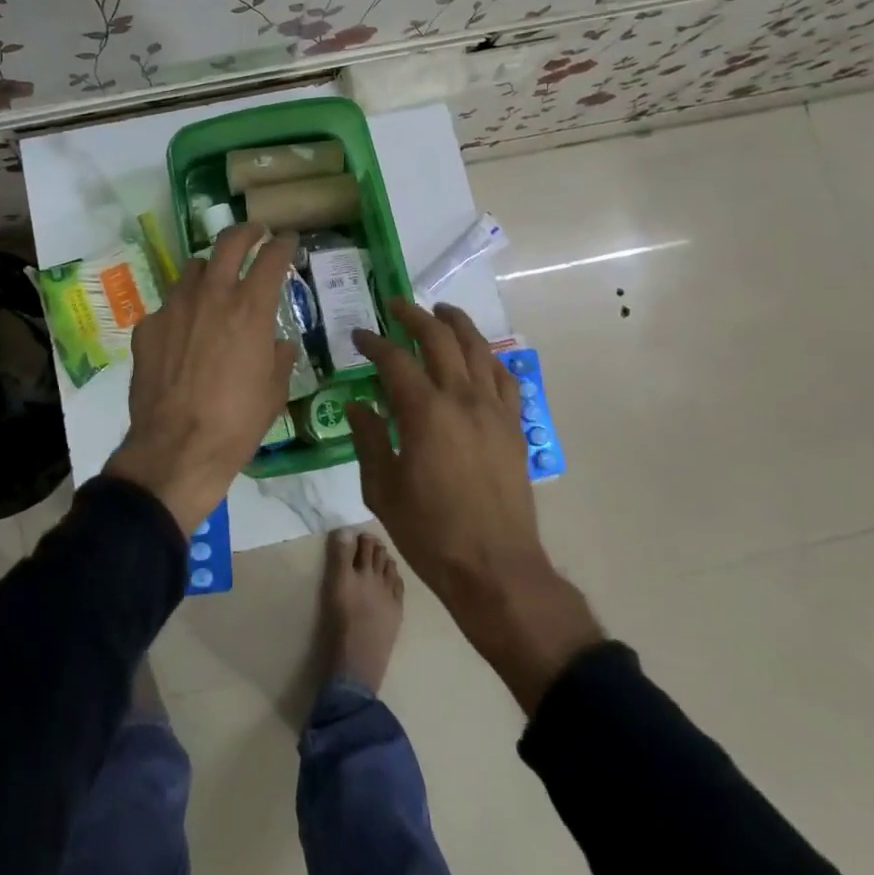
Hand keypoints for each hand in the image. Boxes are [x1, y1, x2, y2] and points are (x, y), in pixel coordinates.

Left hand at [106, 223, 297, 534]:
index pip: (272, 258)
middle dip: (247, 231)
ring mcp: (174, 308)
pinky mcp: (147, 327)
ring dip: (209, 270)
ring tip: (215, 285)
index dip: (284, 243)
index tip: (288, 239)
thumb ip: (279, 357)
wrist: (176, 450)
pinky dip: (182, 311)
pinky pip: (169, 306)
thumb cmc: (236, 423)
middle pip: (229, 242)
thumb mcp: (274, 391)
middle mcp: (211, 296)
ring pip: (193, 269)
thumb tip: (279, 343)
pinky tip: (183, 336)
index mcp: (250, 309)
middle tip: (255, 233)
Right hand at [349, 300, 602, 711]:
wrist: (495, 568)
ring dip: (457, 324)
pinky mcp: (515, 427)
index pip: (395, 359)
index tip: (359, 336)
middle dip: (415, 316)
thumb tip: (358, 406)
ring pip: (478, 349)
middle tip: (397, 306)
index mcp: (424, 412)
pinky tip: (480, 356)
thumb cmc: (430, 533)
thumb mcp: (382, 490)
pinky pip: (505, 378)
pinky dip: (489, 358)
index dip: (374, 342)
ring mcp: (494, 410)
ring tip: (442, 311)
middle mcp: (462, 399)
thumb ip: (369, 440)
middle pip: (440, 339)